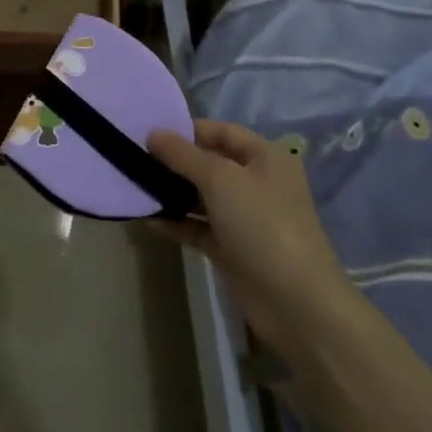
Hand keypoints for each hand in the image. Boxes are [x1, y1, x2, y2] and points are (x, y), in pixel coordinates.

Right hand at [148, 119, 356, 360]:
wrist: (296, 302)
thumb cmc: (262, 225)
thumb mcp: (220, 179)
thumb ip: (183, 154)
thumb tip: (153, 133)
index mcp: (266, 158)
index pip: (223, 131)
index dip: (188, 128)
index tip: (150, 131)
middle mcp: (258, 183)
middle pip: (210, 163)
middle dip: (175, 161)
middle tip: (135, 157)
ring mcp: (245, 218)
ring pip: (202, 197)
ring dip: (172, 192)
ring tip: (135, 185)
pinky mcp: (233, 248)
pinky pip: (199, 227)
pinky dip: (177, 222)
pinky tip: (148, 218)